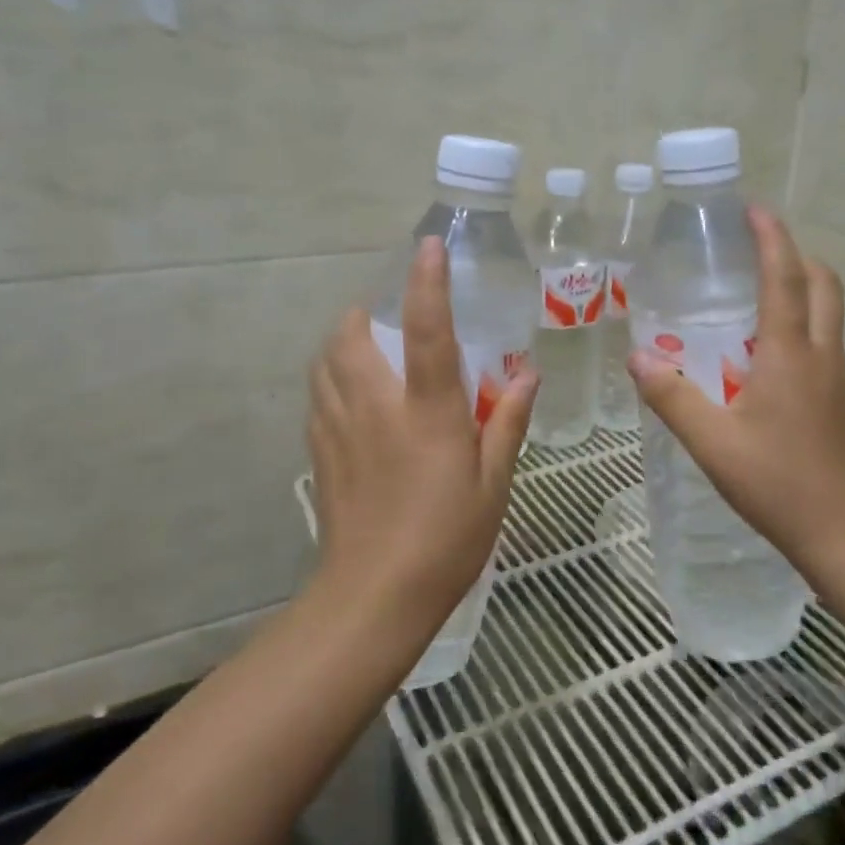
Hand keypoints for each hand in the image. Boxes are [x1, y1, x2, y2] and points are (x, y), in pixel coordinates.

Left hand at [307, 237, 538, 632]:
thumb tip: (528, 376)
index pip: (427, 331)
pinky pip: (317, 395)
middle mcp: (376, 407)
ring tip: (367, 349)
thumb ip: (507, 422)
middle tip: (386, 317)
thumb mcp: (493, 484)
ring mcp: (339, 428)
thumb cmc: (446, 539)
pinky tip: (351, 398)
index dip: (428, 283)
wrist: (373, 597)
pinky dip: (330, 378)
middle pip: (349, 335)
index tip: (429, 247)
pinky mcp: (319, 451)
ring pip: (324, 362)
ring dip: (341, 342)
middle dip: (362, 312)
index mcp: (427, 411)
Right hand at [628, 208, 844, 578]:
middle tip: (756, 248)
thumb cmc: (778, 484)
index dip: (772, 238)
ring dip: (801, 286)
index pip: (785, 278)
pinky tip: (764, 351)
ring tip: (754, 290)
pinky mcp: (840, 400)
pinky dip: (801, 321)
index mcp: (792, 353)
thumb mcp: (713, 442)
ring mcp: (837, 378)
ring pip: (828, 311)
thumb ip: (672, 398)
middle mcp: (822, 354)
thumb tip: (637, 358)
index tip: (754, 210)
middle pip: (823, 284)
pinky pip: (823, 340)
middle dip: (795, 255)